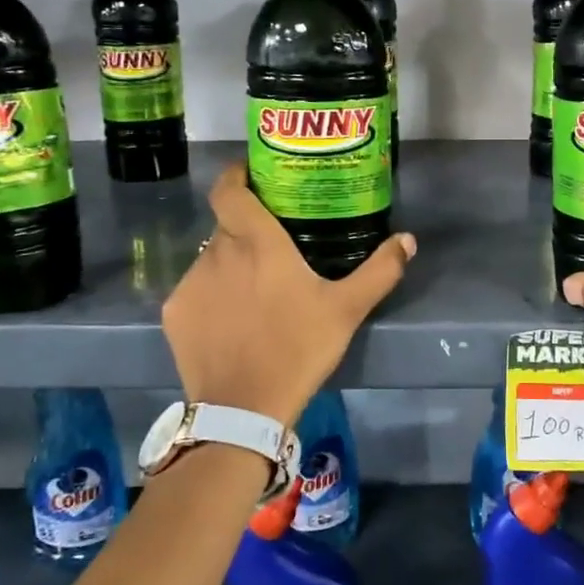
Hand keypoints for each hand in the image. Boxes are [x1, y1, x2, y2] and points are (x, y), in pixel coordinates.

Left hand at [162, 163, 415, 425]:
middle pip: (227, 225)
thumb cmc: (299, 348)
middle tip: (272, 245)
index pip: (230, 189)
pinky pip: (195, 290)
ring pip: (211, 258)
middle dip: (246, 228)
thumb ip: (380, 270)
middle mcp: (218, 252)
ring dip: (230, 264)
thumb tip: (408, 240)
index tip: (251, 175)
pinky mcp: (175, 313)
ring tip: (254, 290)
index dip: (236, 175)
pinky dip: (212, 295)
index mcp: (257, 242)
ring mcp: (191, 283)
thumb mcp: (347, 310)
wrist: (244, 409)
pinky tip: (232, 320)